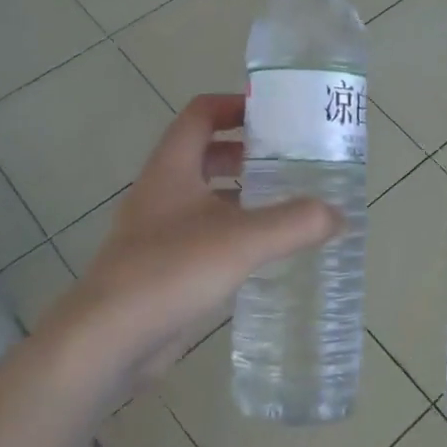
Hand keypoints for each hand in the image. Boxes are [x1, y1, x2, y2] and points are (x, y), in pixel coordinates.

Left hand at [34, 93, 341, 391]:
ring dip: (241, 194)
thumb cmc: (170, 270)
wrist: (108, 340)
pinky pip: (204, 235)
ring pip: (205, 197)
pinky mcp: (163, 266)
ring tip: (286, 203)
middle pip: (205, 154)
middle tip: (290, 161)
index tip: (274, 114)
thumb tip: (338, 215)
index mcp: (172, 167)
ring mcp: (159, 230)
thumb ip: (294, 223)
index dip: (234, 106)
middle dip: (246, 152)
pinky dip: (233, 232)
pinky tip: (263, 252)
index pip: (201, 114)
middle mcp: (162, 191)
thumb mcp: (242, 240)